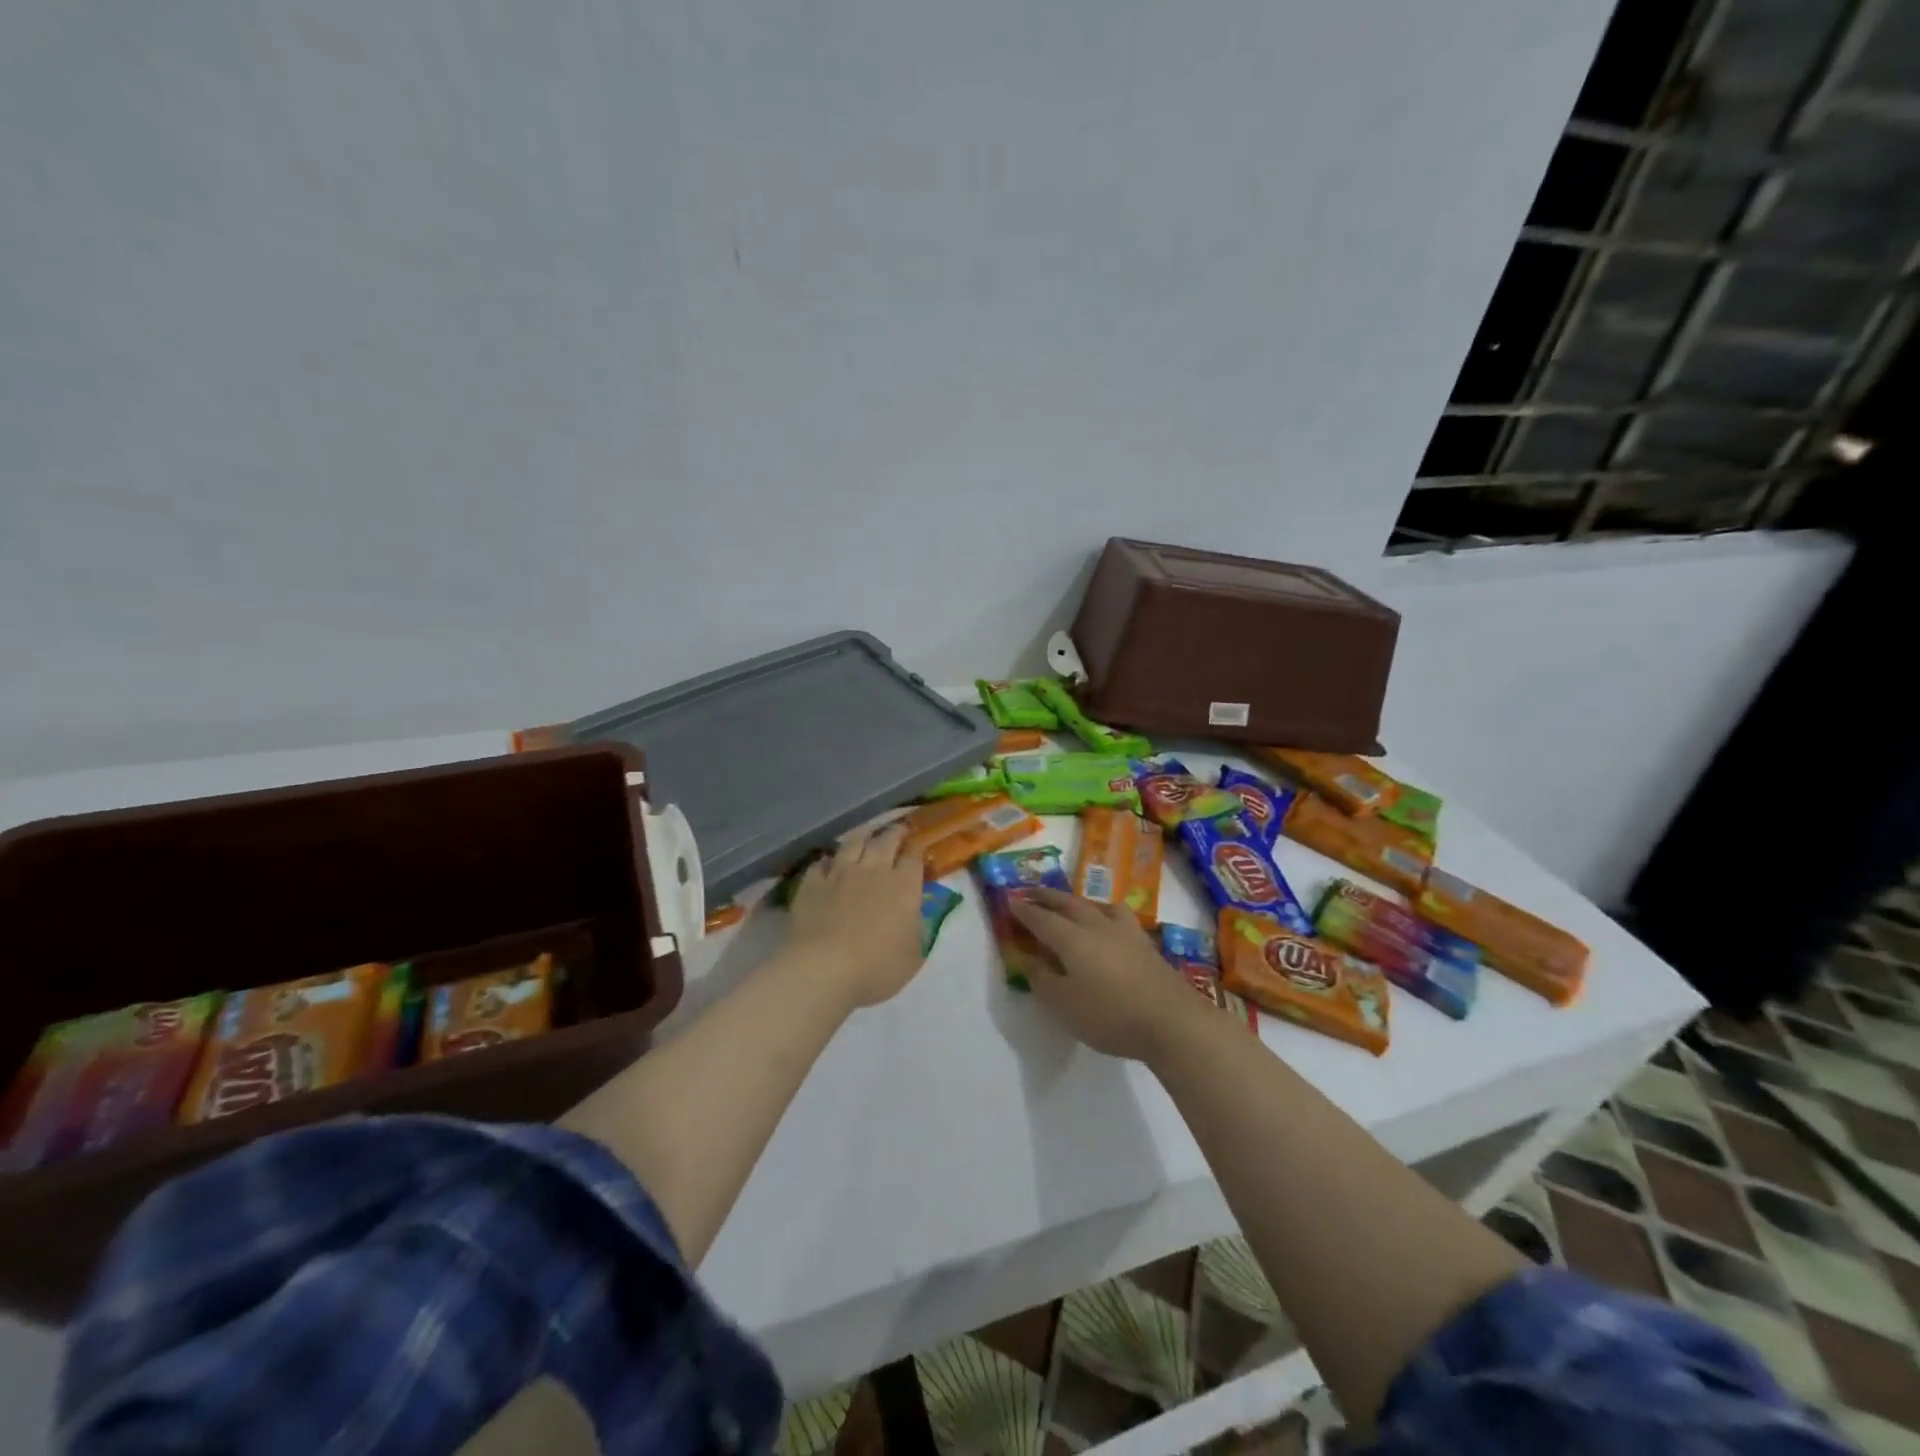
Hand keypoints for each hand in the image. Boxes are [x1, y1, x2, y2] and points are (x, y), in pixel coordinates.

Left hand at [786, 821, 926, 1008]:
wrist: (823, 968)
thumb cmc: (876, 968)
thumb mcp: (913, 956)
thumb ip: (917, 930)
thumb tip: (916, 914)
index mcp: (904, 886)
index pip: (914, 856)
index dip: (917, 847)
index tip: (919, 844)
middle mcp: (874, 870)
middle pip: (886, 840)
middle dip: (895, 832)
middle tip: (899, 829)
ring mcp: (840, 872)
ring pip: (853, 841)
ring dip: (864, 835)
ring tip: (867, 834)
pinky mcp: (812, 882)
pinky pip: (821, 862)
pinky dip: (829, 860)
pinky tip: (829, 863)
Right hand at [1009, 889, 1205, 1062]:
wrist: (1172, 1021)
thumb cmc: (1110, 1015)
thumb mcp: (1064, 1005)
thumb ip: (1042, 979)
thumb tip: (1027, 958)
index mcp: (1072, 939)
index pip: (1041, 919)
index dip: (1024, 910)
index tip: (1008, 900)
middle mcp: (1097, 926)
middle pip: (1068, 904)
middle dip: (1046, 897)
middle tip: (1030, 891)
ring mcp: (1125, 932)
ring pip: (1095, 905)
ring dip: (1076, 901)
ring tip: (1069, 903)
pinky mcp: (1145, 944)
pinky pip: (1117, 915)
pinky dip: (1103, 912)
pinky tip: (1108, 923)